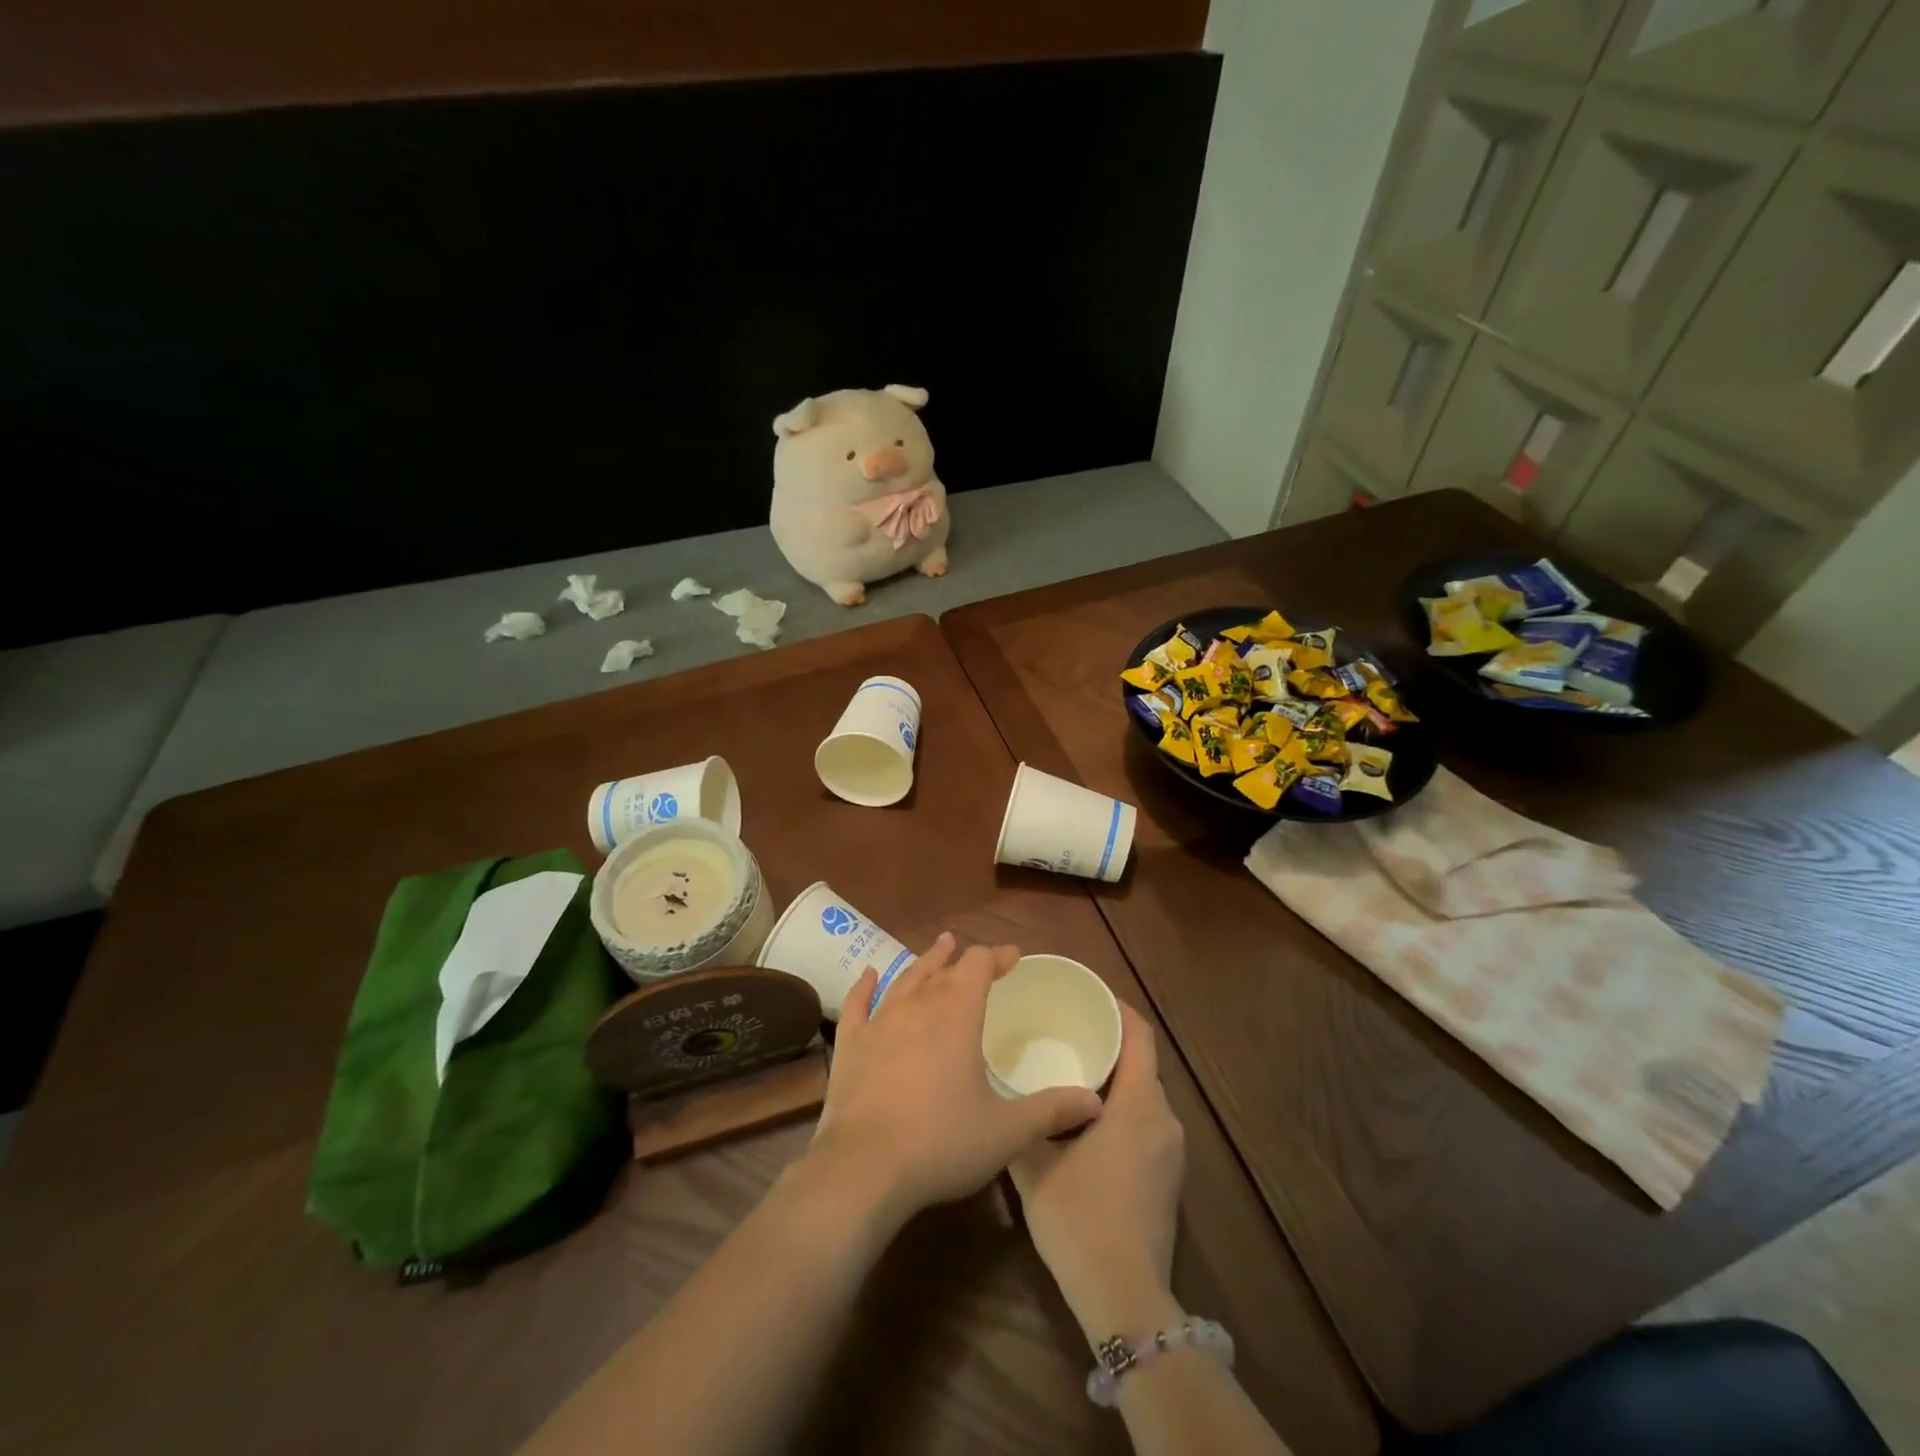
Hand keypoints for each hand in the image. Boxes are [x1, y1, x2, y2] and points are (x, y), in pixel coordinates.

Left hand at [806, 933, 1103, 1228]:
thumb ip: (1051, 1111)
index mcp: (956, 1015)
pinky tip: (869, 975)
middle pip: (943, 968)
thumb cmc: (941, 1144)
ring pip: (905, 979)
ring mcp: (879, 1022)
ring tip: (938, 948)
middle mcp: (917, 1006)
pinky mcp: (851, 1045)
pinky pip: (858, 1004)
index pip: (979, 965)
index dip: (998, 956)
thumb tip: (1096, 1103)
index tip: (1014, 957)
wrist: (864, 1169)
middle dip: (964, 958)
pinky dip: (865, 986)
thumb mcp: (1006, 1132)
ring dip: (925, 962)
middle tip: (977, 956)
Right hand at [1011, 1002, 1186, 1344]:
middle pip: (1144, 1063)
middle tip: (1069, 1030)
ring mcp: (1172, 1152)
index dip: (1119, 1008)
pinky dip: (1124, 1106)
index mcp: (1137, 1105)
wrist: (1124, 1298)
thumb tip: (1008, 1090)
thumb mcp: (1035, 1165)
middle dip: (1112, 1041)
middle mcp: (1164, 1120)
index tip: (1089, 994)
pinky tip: (1091, 1119)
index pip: (1140, 1036)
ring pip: (1146, 1094)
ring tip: (1075, 1070)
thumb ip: (1025, 1120)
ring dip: (1117, 1077)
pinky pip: (1149, 1122)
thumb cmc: (1079, 1219)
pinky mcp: (1169, 1177)